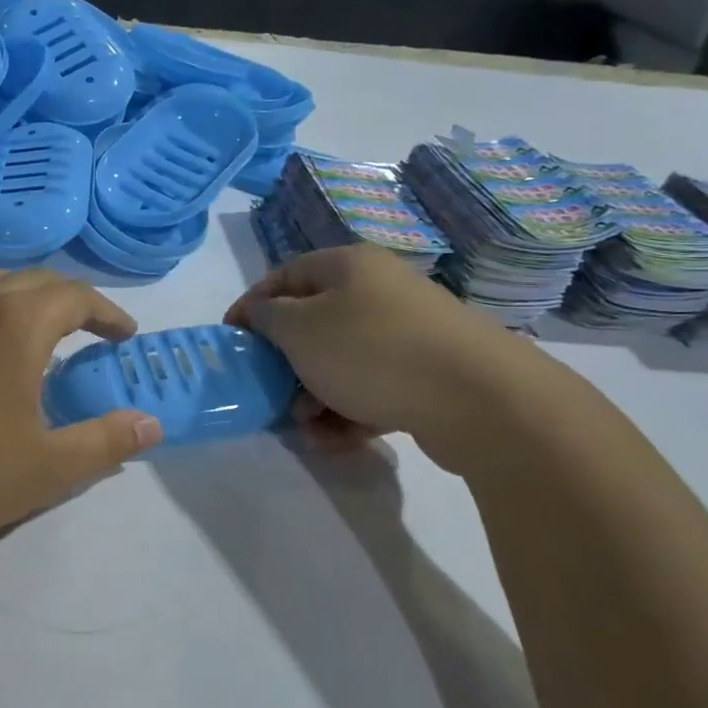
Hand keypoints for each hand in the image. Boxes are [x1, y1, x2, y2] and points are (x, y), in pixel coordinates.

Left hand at [0, 267, 163, 553]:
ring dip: (19, 297)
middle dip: (68, 299)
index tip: (125, 335)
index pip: (75, 296)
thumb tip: (151, 423)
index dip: (107, 312)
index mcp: (14, 323)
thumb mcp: (47, 469)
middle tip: (88, 331)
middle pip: (30, 279)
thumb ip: (105, 442)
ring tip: (33, 331)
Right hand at [224, 244, 528, 467]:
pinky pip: (372, 388)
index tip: (230, 340)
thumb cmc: (371, 351)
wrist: (477, 398)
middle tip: (270, 392)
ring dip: (314, 397)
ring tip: (308, 428)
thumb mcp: (300, 329)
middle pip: (313, 324)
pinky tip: (338, 441)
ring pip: (341, 363)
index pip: (284, 276)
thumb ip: (267, 317)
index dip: (251, 306)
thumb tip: (262, 314)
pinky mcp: (426, 374)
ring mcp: (407, 333)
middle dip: (286, 364)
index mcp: (348, 267)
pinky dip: (349, 412)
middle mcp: (379, 291)